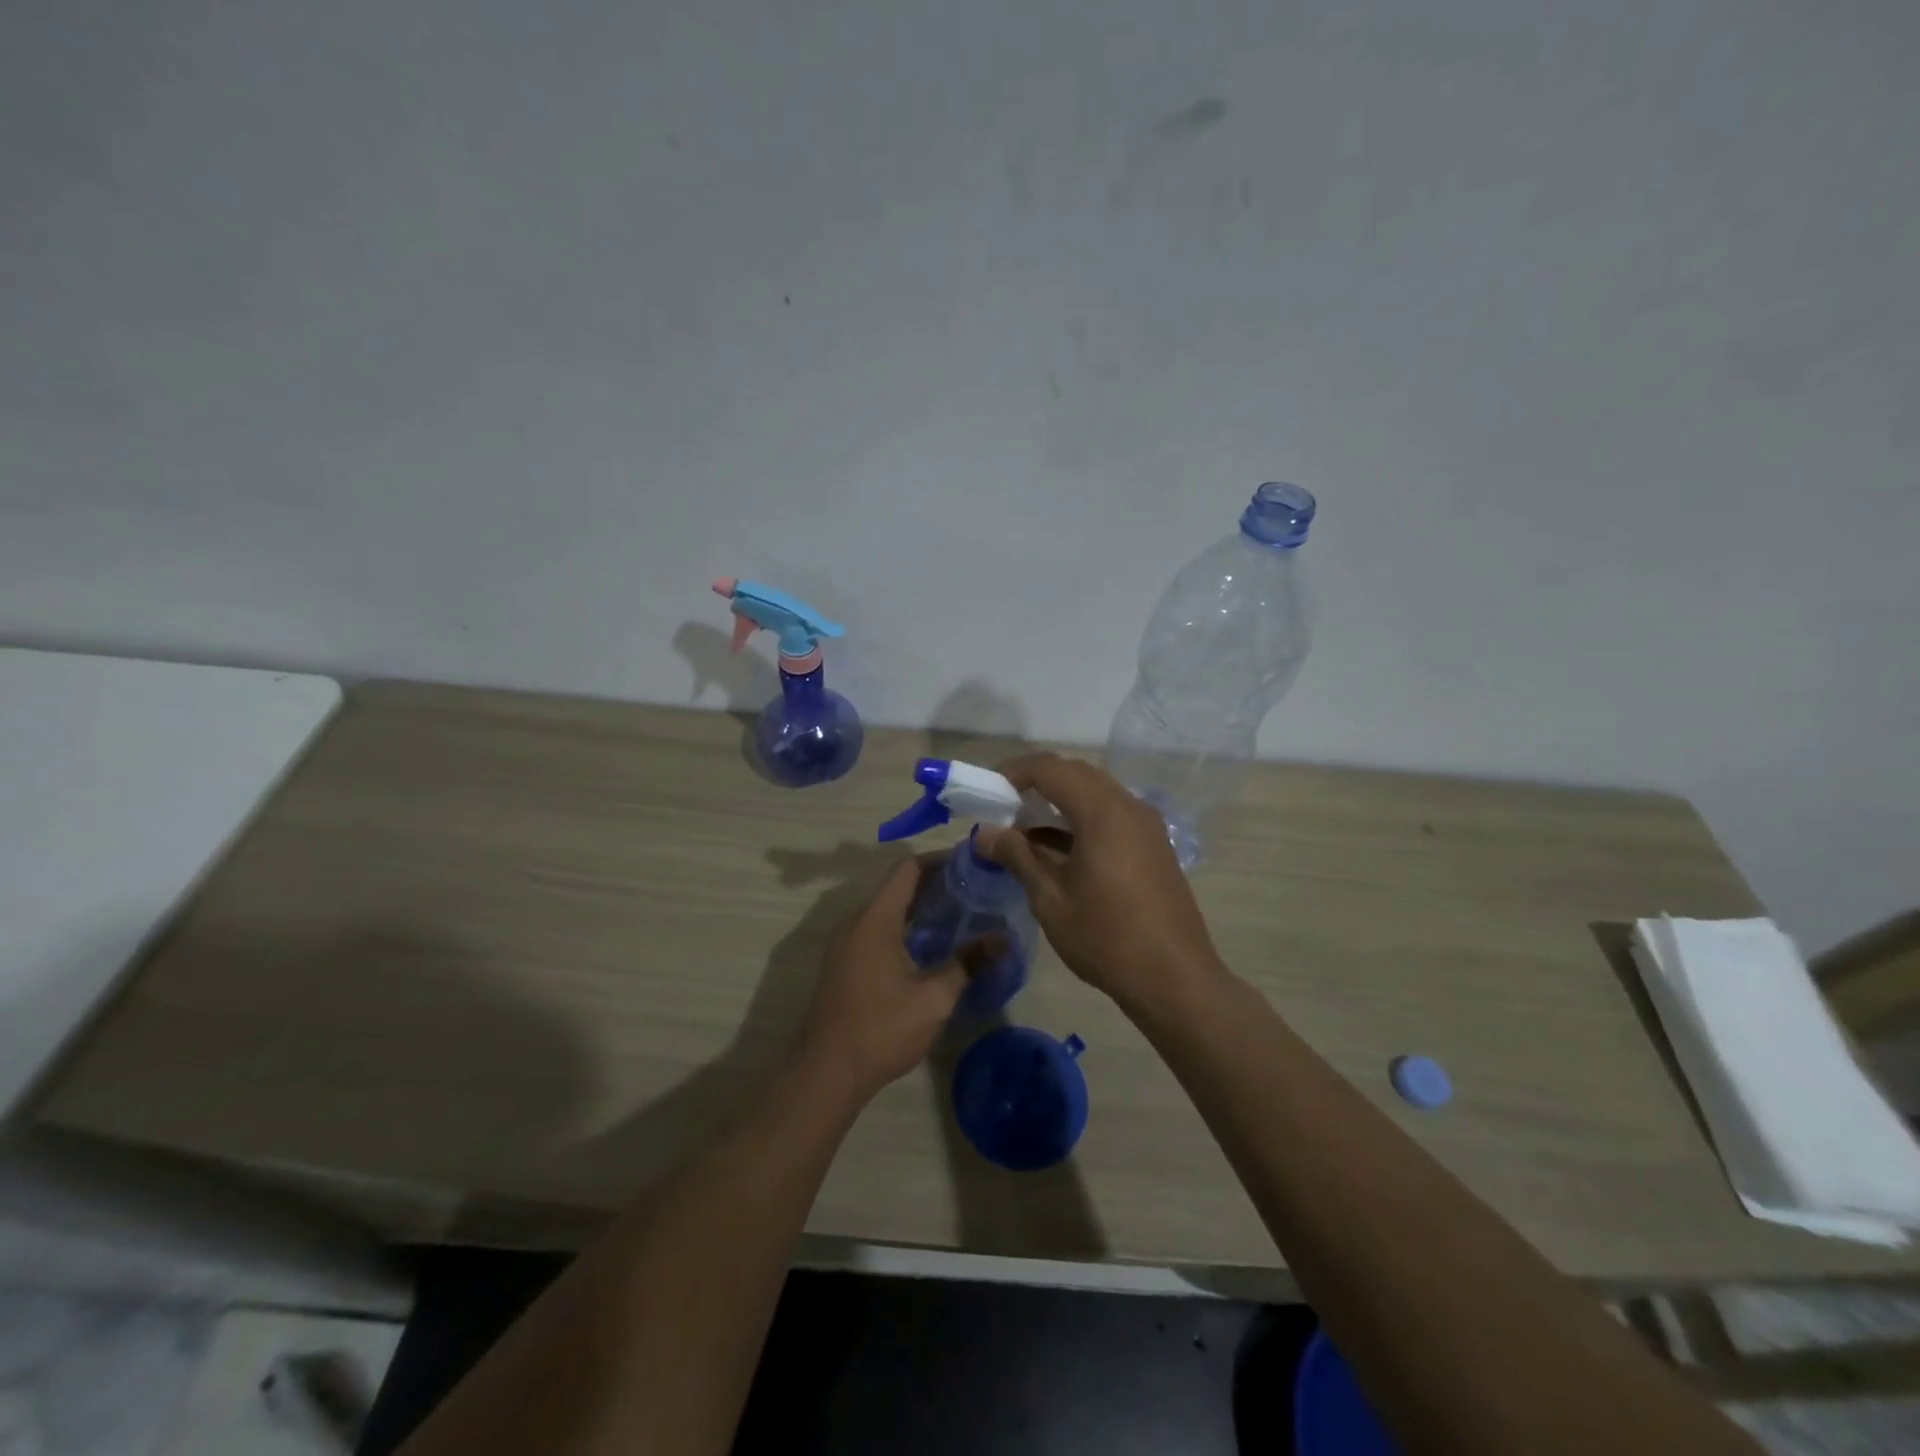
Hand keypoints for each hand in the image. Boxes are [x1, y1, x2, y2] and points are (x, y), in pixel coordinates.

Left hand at [797, 857, 967, 1102]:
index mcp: (875, 919)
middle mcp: (856, 922)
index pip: (907, 869)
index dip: (939, 861)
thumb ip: (967, 963)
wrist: (826, 1073)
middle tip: (974, 894)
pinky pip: (876, 931)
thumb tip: (1002, 940)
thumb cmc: (881, 1028)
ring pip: (886, 911)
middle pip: (897, 888)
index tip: (971, 865)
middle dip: (935, 886)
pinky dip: (904, 929)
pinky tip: (929, 950)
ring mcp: (845, 944)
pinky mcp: (843, 965)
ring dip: (919, 910)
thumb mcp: (934, 998)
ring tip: (958, 919)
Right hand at [975, 754, 1224, 1010]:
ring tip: (1024, 833)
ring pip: (1095, 794)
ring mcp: (1146, 826)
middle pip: (1076, 774)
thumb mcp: (1050, 899)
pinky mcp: (1153, 846)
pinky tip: (1057, 852)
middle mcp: (1128, 806)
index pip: (1051, 768)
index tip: (988, 792)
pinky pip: (1111, 815)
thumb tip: (984, 832)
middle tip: (1004, 808)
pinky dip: (1080, 821)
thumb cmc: (1106, 937)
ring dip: (1059, 803)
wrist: (1174, 978)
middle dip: (1036, 784)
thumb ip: (1016, 856)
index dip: (1014, 772)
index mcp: (1102, 812)